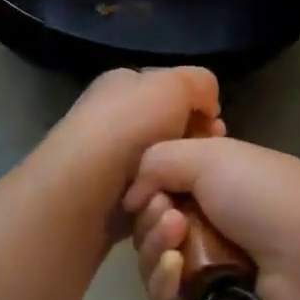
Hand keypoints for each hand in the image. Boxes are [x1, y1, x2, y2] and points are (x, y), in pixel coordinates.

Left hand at [37, 67, 222, 204]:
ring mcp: (107, 164)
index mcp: (122, 85)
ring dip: (178, 182)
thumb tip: (207, 108)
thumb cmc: (129, 126)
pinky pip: (147, 204)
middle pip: (169, 133)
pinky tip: (170, 216)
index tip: (217, 129)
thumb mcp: (174, 85)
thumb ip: (200, 84)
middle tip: (207, 162)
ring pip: (161, 172)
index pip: (170, 92)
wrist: (82, 190)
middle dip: (192, 148)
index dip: (198, 108)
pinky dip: (161, 211)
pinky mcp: (106, 204)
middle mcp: (111, 119)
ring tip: (188, 194)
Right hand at [123, 136, 299, 299]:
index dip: (150, 182)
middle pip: (154, 222)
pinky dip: (161, 282)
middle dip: (150, 214)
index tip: (147, 182)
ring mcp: (209, 272)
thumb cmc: (265, 195)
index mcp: (221, 184)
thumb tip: (133, 195)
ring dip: (153, 243)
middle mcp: (214, 226)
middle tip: (165, 210)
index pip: (166, 183)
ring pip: (153, 260)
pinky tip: (172, 267)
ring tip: (173, 233)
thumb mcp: (211, 155)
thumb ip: (157, 161)